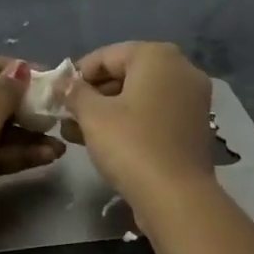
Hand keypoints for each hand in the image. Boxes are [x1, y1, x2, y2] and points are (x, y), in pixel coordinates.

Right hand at [63, 42, 215, 209]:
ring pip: (141, 95)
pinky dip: (133, 121)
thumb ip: (75, 93)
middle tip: (67, 115)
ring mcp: (193, 98)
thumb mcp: (93, 116)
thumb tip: (63, 82)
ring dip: (109, 110)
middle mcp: (182, 69)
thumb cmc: (131, 145)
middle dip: (94, 94)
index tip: (58, 94)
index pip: (107, 55)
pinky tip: (107, 141)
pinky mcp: (196, 126)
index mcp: (158, 56)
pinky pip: (157, 113)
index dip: (78, 74)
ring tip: (78, 132)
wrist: (177, 197)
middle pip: (127, 73)